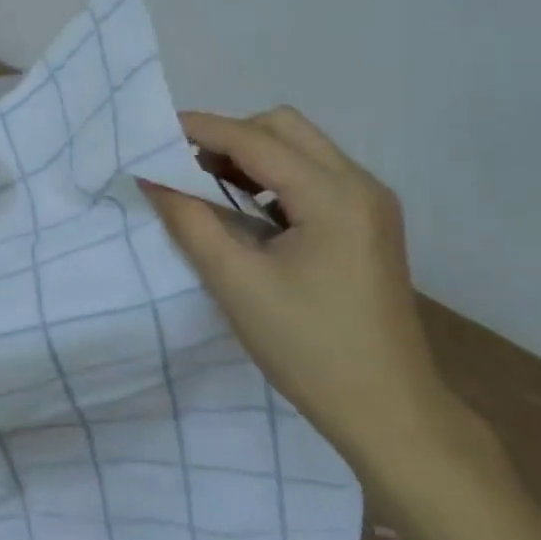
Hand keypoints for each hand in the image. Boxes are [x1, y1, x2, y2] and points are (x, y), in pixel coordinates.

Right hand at [145, 107, 456, 468]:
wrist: (388, 412)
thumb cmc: (308, 348)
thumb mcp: (235, 282)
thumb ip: (189, 220)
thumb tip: (152, 177)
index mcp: (333, 195)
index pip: (254, 139)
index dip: (200, 129)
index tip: (153, 134)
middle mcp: (360, 184)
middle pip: (283, 127)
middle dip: (229, 137)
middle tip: (187, 170)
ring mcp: (371, 203)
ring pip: (300, 148)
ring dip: (251, 156)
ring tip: (211, 192)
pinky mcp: (369, 223)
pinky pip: (314, 176)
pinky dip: (273, 179)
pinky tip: (250, 215)